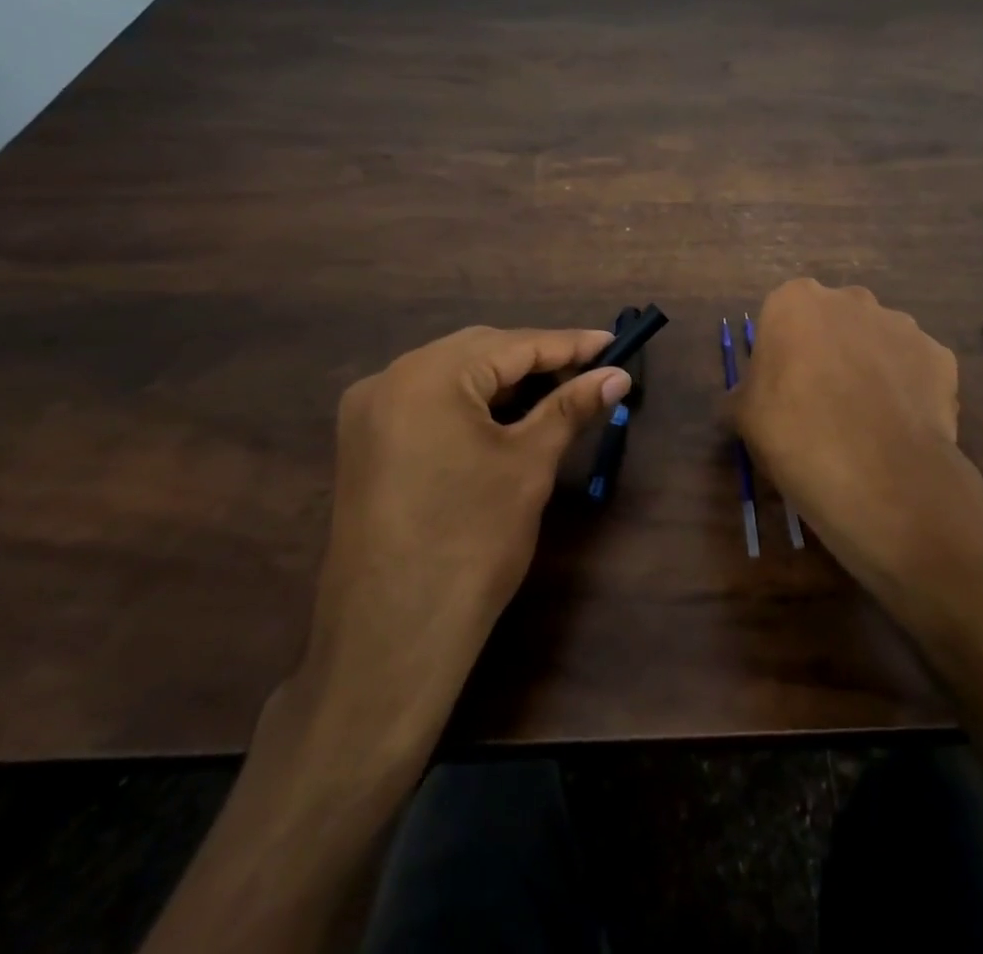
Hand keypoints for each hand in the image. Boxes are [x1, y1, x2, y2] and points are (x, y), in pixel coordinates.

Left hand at [300, 326, 629, 717]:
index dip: (569, 344)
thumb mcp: (529, 464)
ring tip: (557, 394)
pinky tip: (507, 419)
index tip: (614, 343)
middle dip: (537, 360)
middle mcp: (389, 378)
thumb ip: (571, 407)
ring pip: (453, 375)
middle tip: (590, 373)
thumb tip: (617, 376)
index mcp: (427, 375)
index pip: (514, 345)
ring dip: (505, 381)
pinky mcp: (366, 444)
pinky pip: (429, 402)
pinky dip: (472, 404)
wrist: (391, 639)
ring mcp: (369, 412)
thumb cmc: (471, 542)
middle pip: (479, 351)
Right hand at [729, 280, 982, 595]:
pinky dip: (907, 391)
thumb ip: (746, 391)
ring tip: (867, 422)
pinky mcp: (940, 355)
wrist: (879, 476)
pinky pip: (915, 369)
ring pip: (878, 342)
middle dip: (830, 351)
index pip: (783, 318)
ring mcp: (902, 324)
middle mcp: (850, 299)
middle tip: (823, 403)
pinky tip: (899, 428)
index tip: (783, 391)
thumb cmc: (795, 435)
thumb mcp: (744, 416)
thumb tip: (751, 397)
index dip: (783, 354)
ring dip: (871, 368)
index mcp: (795, 301)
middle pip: (834, 322)